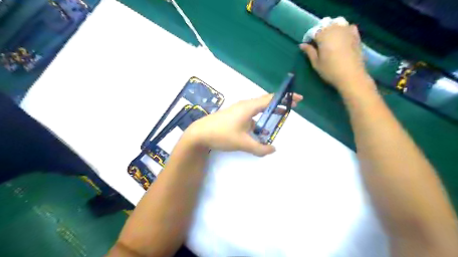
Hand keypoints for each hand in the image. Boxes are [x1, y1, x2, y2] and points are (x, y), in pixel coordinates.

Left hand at [183, 93, 303, 154]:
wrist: (199, 133)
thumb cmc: (221, 134)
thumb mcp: (242, 143)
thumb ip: (259, 148)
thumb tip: (273, 149)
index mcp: (248, 107)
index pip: (271, 99)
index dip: (285, 98)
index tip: (298, 98)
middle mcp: (244, 105)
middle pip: (265, 102)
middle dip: (279, 105)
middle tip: (291, 108)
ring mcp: (238, 110)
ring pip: (257, 110)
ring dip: (268, 114)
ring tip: (278, 120)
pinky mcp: (233, 116)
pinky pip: (250, 116)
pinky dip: (258, 121)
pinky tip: (260, 131)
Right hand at [301, 24, 370, 95]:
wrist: (351, 75)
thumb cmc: (330, 70)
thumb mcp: (316, 63)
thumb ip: (309, 52)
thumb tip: (302, 45)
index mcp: (323, 35)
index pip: (313, 32)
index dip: (308, 38)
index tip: (307, 45)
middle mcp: (335, 29)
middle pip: (325, 25)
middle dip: (320, 32)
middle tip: (317, 43)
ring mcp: (347, 30)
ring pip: (337, 23)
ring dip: (332, 29)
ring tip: (329, 39)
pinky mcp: (356, 35)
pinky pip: (348, 27)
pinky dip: (344, 30)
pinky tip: (342, 37)